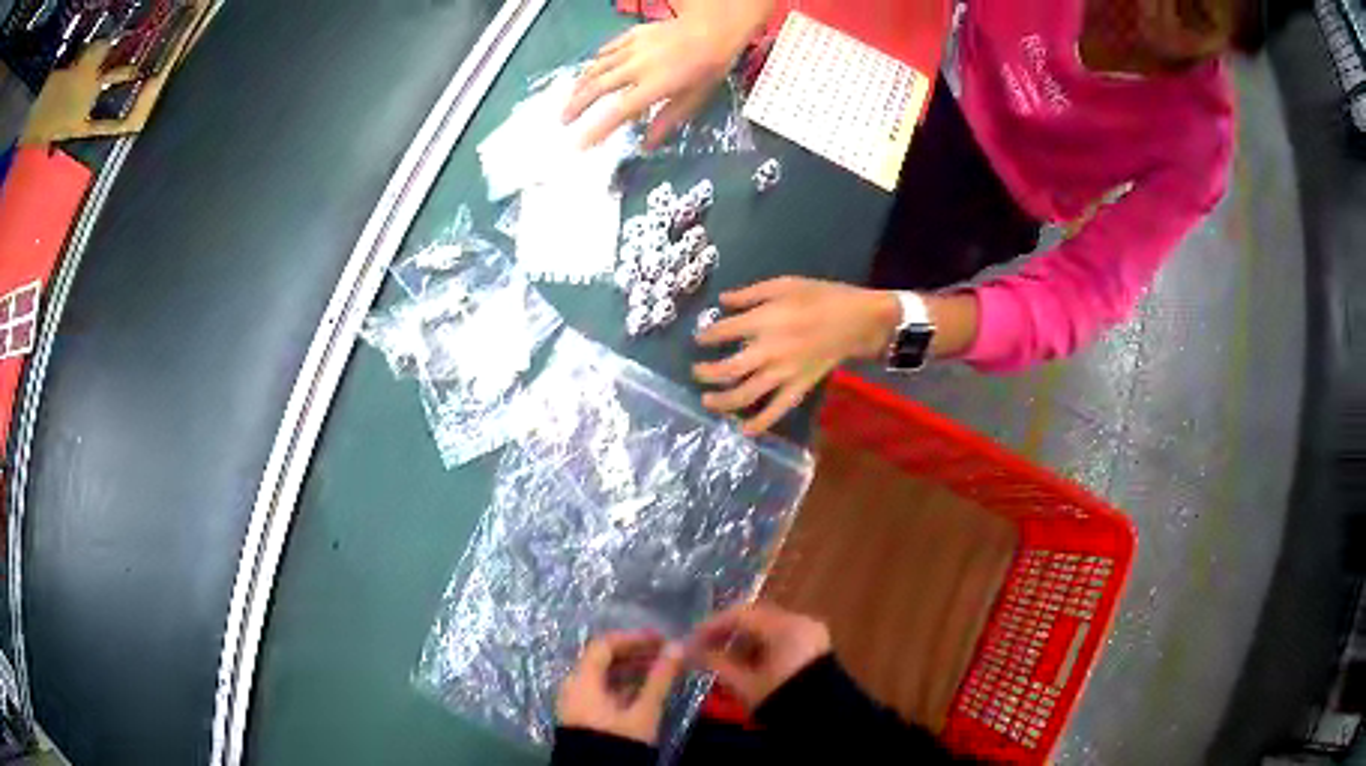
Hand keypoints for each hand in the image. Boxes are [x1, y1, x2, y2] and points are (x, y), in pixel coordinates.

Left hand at [557, 633, 684, 744]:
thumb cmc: (619, 741)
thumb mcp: (644, 711)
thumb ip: (660, 678)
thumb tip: (676, 647)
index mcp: (582, 680)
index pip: (604, 645)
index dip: (633, 638)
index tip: (660, 639)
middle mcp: (572, 686)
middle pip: (602, 659)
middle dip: (635, 653)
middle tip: (665, 654)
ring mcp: (575, 701)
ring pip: (603, 675)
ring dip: (631, 669)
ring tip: (661, 670)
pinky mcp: (581, 715)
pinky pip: (601, 690)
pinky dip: (623, 685)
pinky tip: (646, 689)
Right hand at [562, 3, 767, 148]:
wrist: (713, 29)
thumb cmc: (708, 67)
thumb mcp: (694, 99)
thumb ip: (667, 121)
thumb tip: (646, 145)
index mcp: (653, 86)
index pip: (618, 112)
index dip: (596, 129)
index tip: (580, 144)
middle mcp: (637, 67)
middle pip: (598, 88)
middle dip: (577, 105)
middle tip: (563, 120)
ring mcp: (632, 49)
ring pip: (597, 67)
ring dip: (580, 84)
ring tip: (570, 97)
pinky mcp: (633, 35)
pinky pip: (607, 50)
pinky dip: (596, 61)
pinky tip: (590, 68)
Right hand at [690, 603, 831, 709]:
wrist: (825, 720)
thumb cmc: (781, 700)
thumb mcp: (745, 684)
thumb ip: (717, 663)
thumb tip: (694, 651)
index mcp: (785, 626)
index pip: (741, 615)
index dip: (712, 625)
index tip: (691, 639)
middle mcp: (801, 621)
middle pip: (756, 617)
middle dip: (729, 631)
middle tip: (704, 647)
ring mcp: (811, 631)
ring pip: (770, 626)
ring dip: (745, 639)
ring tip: (723, 659)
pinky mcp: (817, 645)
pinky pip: (784, 636)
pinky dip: (763, 645)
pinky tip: (747, 663)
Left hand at [693, 278, 900, 433]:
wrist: (856, 320)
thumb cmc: (821, 297)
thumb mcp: (784, 284)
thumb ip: (750, 294)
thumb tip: (722, 301)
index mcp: (764, 321)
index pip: (723, 333)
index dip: (706, 337)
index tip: (699, 340)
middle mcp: (769, 351)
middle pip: (728, 369)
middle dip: (706, 373)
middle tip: (696, 372)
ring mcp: (784, 373)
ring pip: (746, 394)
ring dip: (722, 401)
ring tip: (707, 401)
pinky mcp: (798, 388)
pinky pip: (776, 410)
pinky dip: (760, 423)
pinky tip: (744, 430)